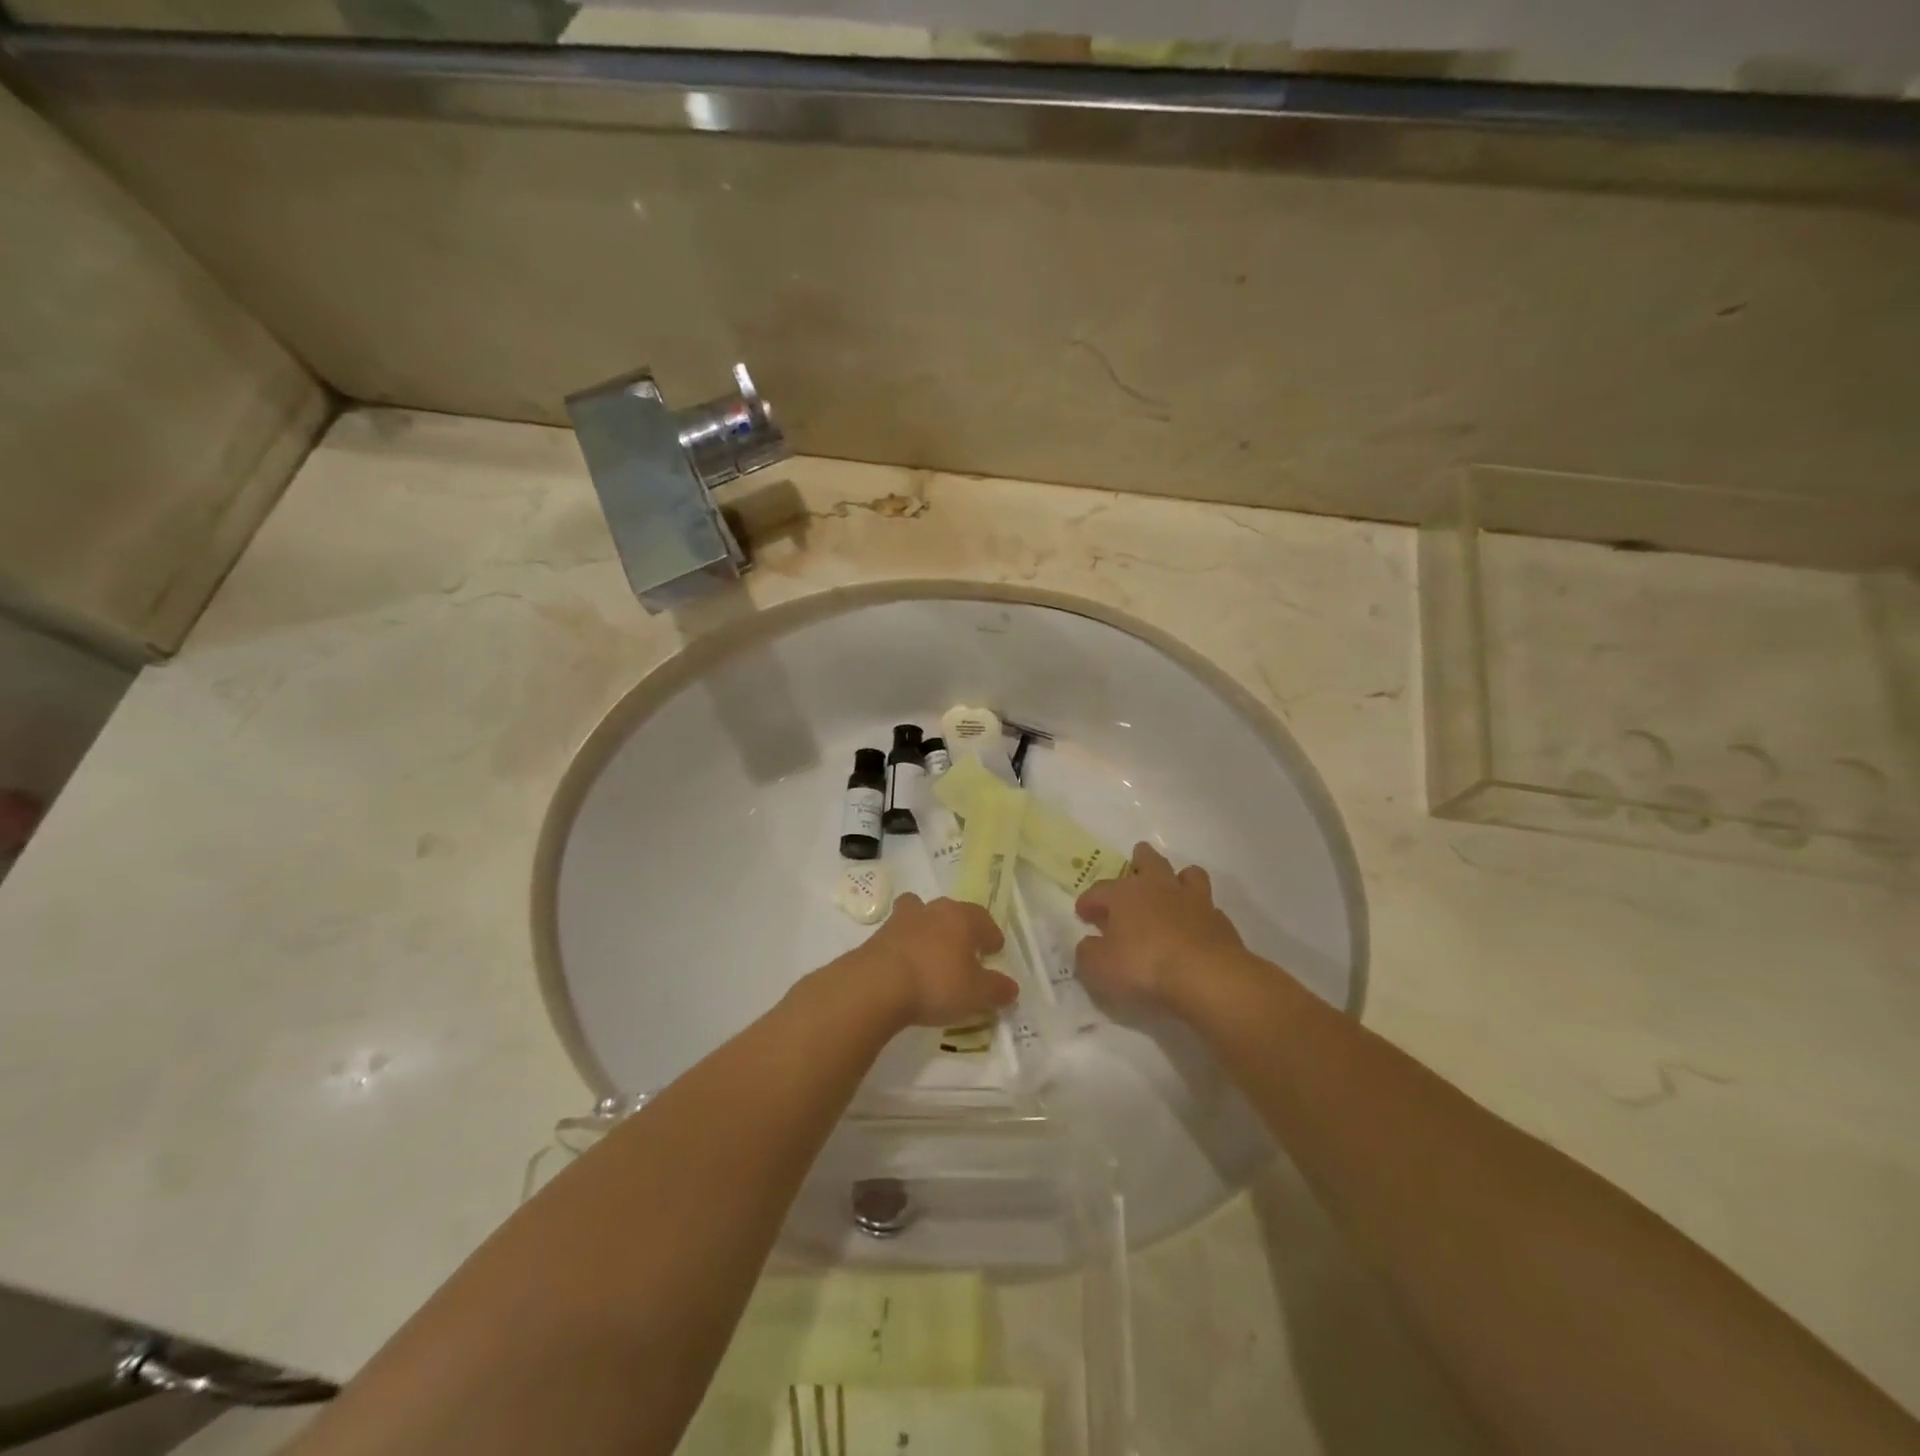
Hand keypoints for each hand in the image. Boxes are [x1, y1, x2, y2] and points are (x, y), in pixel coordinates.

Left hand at [839, 894, 1015, 1028]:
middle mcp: (933, 910)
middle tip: (965, 951)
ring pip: (920, 915)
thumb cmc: (936, 983)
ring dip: (928, 929)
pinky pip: (898, 935)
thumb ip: (997, 989)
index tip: (994, 951)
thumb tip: (1011, 988)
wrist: (877, 985)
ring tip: (932, 952)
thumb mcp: (976, 994)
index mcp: (961, 917)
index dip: (991, 935)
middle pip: (951, 911)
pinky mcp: (877, 936)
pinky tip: (907, 967)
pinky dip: (905, 946)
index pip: (983, 919)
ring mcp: (901, 920)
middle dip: (960, 928)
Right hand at [1074, 843, 1247, 1010]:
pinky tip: (1196, 927)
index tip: (1083, 912)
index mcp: (1125, 895)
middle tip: (1136, 861)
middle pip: (1149, 861)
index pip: (1100, 890)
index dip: (1089, 900)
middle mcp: (1159, 888)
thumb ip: (1088, 953)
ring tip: (1174, 888)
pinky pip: (1209, 908)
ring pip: (1188, 875)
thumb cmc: (1144, 966)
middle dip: (1140, 859)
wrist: (1207, 977)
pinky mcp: (1220, 921)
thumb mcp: (1100, 967)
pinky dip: (1201, 913)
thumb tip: (1088, 944)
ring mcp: (1194, 901)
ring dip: (1179, 878)